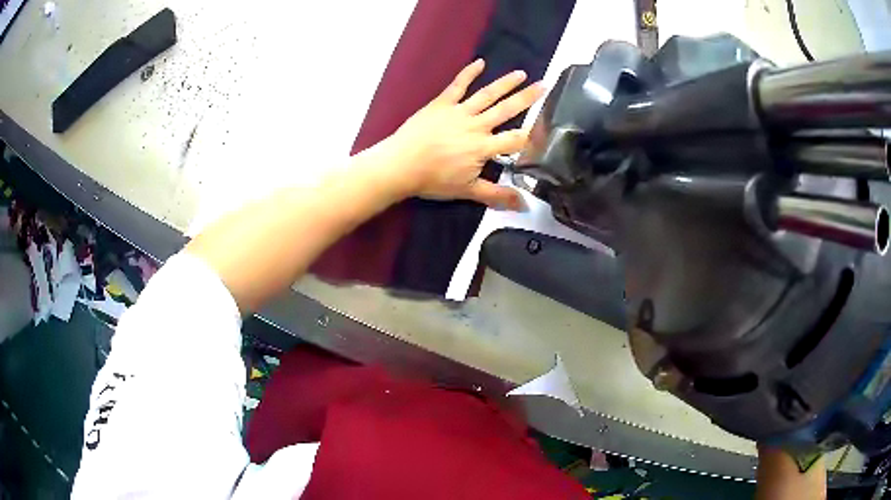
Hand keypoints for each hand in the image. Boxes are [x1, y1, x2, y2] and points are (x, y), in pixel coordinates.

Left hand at [382, 59, 544, 209]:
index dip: (533, 133)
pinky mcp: (442, 103)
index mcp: (484, 147)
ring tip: (521, 74)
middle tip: (544, 85)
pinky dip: (468, 73)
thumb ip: (498, 195)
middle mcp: (476, 125)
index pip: (515, 139)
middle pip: (507, 109)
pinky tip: (479, 62)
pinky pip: (457, 85)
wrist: (401, 165)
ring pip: (487, 94)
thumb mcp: (468, 191)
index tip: (549, 124)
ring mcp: (459, 111)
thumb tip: (525, 205)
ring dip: (505, 83)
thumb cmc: (433, 179)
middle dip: (527, 98)